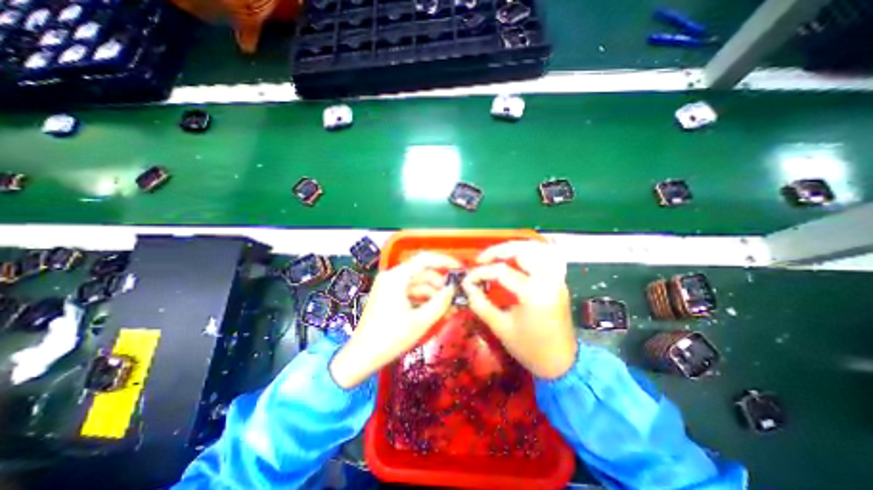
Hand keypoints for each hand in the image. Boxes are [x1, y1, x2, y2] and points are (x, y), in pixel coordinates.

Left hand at [330, 253, 462, 386]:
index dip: (444, 262)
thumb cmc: (390, 338)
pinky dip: (424, 300)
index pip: (424, 259)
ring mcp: (390, 286)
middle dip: (440, 285)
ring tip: (450, 308)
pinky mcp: (389, 296)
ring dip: (434, 294)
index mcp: (396, 277)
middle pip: (422, 273)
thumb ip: (440, 302)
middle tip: (456, 296)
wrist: (362, 357)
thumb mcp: (420, 321)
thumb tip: (453, 289)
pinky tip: (436, 311)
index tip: (459, 269)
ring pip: (418, 284)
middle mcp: (392, 277)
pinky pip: (411, 293)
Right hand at [459, 239, 576, 378]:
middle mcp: (548, 280)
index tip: (467, 279)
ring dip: (516, 247)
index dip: (480, 273)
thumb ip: (481, 304)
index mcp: (533, 293)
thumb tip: (467, 286)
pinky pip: (547, 257)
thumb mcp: (501, 328)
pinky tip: (519, 258)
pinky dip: (532, 252)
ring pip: (538, 249)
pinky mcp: (559, 281)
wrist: (562, 364)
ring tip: (498, 255)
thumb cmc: (530, 349)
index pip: (501, 271)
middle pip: (523, 250)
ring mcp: (557, 279)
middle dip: (499, 250)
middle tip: (482, 259)